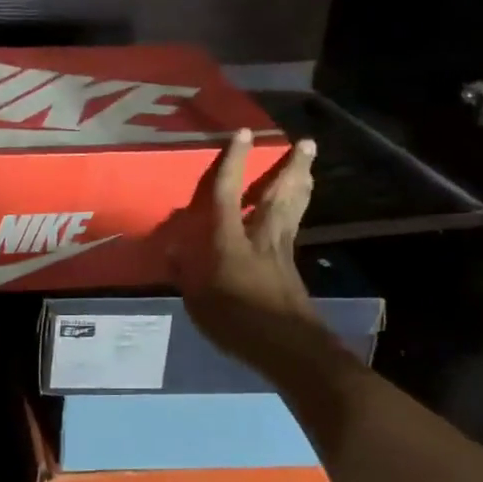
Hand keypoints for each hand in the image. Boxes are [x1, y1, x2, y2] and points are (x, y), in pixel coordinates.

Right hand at [167, 129, 319, 358]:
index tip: (243, 133)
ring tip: (309, 165)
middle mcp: (260, 238)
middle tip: (307, 142)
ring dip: (301, 185)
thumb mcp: (197, 301)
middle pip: (277, 196)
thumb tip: (173, 253)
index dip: (234, 163)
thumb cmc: (236, 321)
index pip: (229, 194)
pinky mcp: (291, 270)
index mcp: (230, 241)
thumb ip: (185, 274)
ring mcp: (281, 253)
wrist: (287, 348)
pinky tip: (297, 212)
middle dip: (291, 167)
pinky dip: (298, 213)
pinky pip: (294, 230)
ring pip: (292, 210)